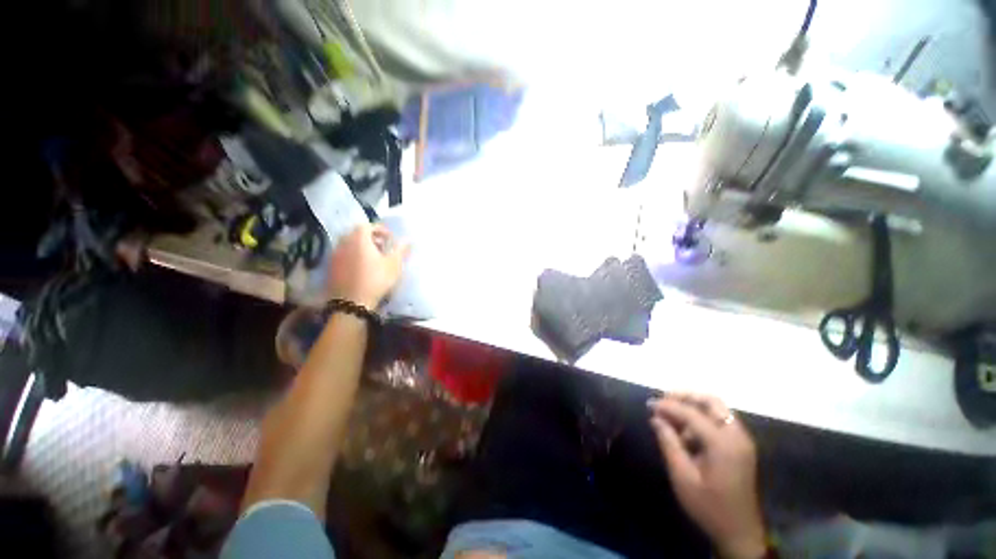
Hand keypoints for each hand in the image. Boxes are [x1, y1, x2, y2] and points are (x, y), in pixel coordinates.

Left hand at [326, 223, 409, 308]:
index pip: (368, 226)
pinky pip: (343, 255)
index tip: (390, 239)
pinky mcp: (331, 267)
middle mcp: (344, 242)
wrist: (352, 303)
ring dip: (361, 247)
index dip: (381, 230)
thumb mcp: (394, 264)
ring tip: (373, 258)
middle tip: (383, 247)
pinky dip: (353, 256)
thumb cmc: (376, 279)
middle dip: (371, 238)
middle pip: (356, 233)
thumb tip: (409, 240)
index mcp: (359, 238)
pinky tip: (361, 268)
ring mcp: (335, 255)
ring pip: (349, 244)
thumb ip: (401, 250)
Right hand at [649, 393, 765, 558]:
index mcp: (724, 444)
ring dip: (693, 407)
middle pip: (712, 401)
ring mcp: (742, 441)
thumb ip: (669, 443)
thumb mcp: (683, 477)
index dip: (668, 406)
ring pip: (717, 409)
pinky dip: (702, 419)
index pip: (692, 413)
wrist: (740, 532)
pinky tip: (686, 433)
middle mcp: (737, 436)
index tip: (649, 404)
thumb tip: (655, 418)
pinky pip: (720, 421)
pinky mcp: (740, 447)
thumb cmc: (709, 506)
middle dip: (685, 396)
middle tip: (664, 400)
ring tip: (671, 417)